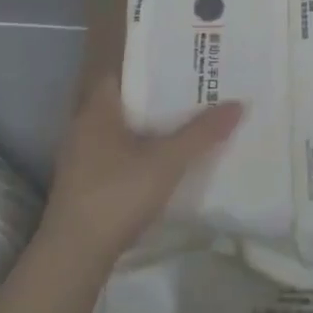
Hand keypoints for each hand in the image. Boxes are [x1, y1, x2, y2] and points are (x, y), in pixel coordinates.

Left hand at [41, 17, 241, 264]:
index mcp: (98, 107)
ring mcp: (81, 155)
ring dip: (147, 122)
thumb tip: (239, 104)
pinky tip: (162, 155)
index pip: (124, 69)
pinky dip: (138, 146)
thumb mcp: (167, 162)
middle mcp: (84, 124)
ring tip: (184, 116)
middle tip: (193, 83)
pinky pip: (116, 150)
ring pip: (120, 126)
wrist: (73, 257)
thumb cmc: (116, 195)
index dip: (152, 60)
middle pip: (125, 97)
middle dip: (156, 92)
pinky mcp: (84, 182)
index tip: (182, 55)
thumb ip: (202, 134)